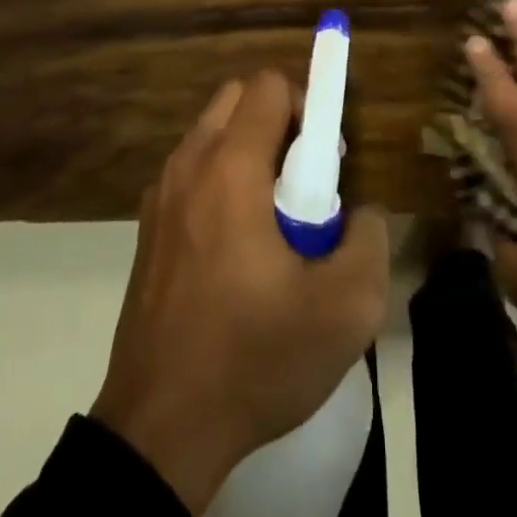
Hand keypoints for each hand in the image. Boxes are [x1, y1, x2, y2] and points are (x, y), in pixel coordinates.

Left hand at [90, 72, 389, 516]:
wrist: (160, 430)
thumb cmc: (254, 358)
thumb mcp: (344, 311)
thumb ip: (369, 240)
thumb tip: (361, 212)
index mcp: (231, 169)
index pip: (269, 85)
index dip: (308, 104)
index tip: (326, 158)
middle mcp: (189, 165)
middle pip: (237, 97)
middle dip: (278, 120)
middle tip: (303, 179)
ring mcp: (160, 195)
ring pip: (211, 133)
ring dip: (249, 150)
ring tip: (273, 218)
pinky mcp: (147, 227)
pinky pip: (192, 171)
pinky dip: (220, 180)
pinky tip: (236, 247)